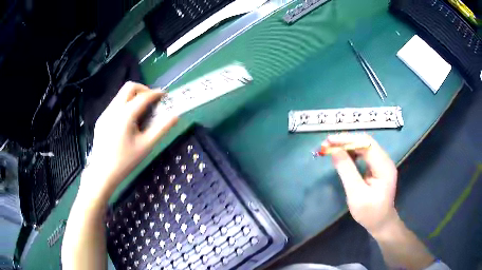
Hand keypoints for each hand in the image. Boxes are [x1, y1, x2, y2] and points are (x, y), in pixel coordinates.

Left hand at [81, 82, 177, 200]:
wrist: (102, 173)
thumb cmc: (125, 161)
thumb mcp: (146, 146)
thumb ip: (161, 128)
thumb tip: (175, 115)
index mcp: (125, 115)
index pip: (144, 96)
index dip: (156, 93)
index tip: (164, 95)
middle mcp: (114, 109)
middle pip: (129, 87)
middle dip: (143, 89)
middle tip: (151, 100)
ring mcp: (105, 113)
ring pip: (121, 95)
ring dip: (133, 97)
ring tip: (140, 112)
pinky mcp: (101, 119)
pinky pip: (114, 105)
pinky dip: (124, 105)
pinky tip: (127, 122)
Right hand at [325, 133, 398, 234]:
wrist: (381, 223)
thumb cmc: (370, 213)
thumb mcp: (356, 194)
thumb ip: (347, 171)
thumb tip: (335, 151)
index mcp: (384, 166)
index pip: (366, 144)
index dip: (347, 140)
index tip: (329, 141)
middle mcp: (385, 160)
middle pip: (365, 142)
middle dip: (346, 141)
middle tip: (327, 144)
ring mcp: (382, 163)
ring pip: (364, 147)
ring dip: (348, 146)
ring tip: (331, 148)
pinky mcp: (377, 167)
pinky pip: (364, 154)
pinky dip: (352, 153)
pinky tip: (342, 156)